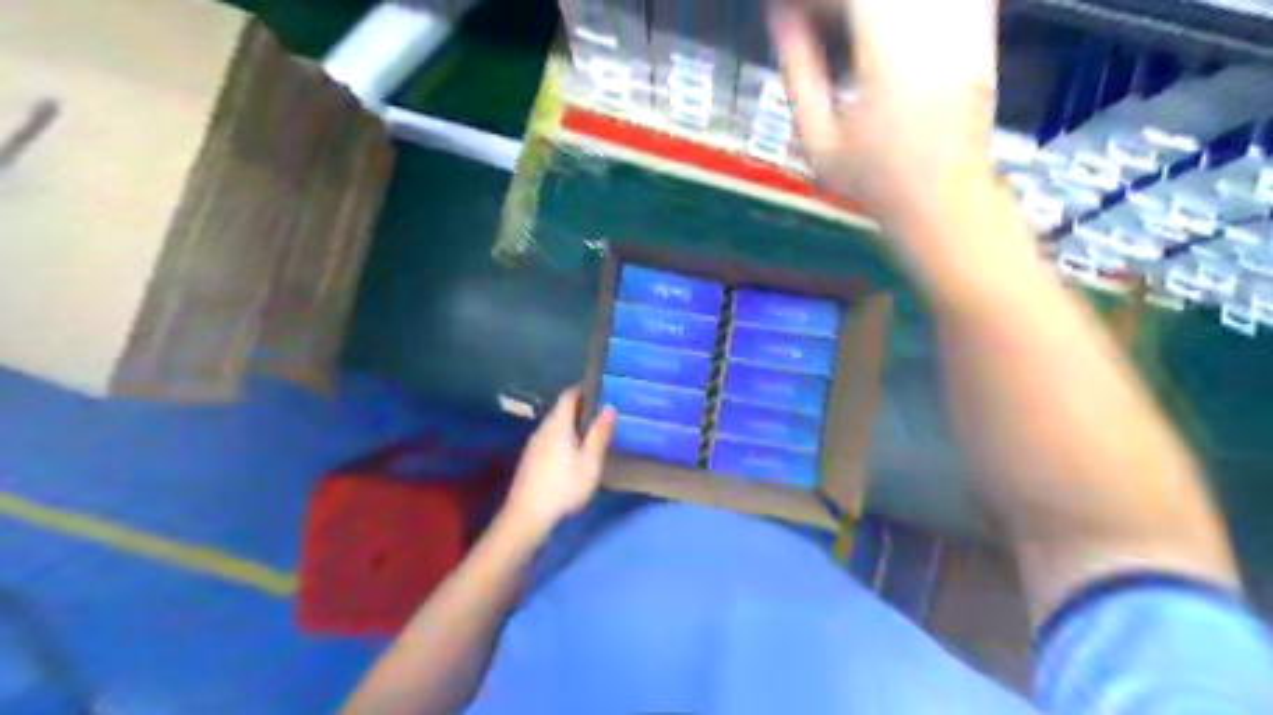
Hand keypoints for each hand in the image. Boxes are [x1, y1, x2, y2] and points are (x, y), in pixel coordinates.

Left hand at [499, 386, 614, 535]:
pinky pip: (549, 440)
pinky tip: (573, 455)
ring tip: (591, 435)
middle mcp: (542, 429)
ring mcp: (533, 445)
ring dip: (572, 426)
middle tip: (601, 415)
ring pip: (555, 426)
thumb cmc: (563, 486)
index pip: (569, 395)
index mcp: (558, 424)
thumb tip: (609, 407)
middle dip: (580, 409)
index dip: (583, 389)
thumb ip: (599, 434)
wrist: (527, 516)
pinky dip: (563, 439)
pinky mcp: (530, 460)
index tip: (600, 390)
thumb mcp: (589, 462)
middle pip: (561, 410)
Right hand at [771, 1, 1009, 267]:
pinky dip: (901, 8)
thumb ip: (798, 77)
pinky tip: (881, 23)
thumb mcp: (819, 141)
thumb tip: (782, 22)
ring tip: (842, 22)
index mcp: (887, 54)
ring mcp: (962, 23)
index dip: (809, 3)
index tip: (786, 12)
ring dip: (866, 6)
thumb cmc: (875, 179)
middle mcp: (930, 28)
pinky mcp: (979, 27)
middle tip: (812, 18)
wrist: (943, 196)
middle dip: (834, 3)